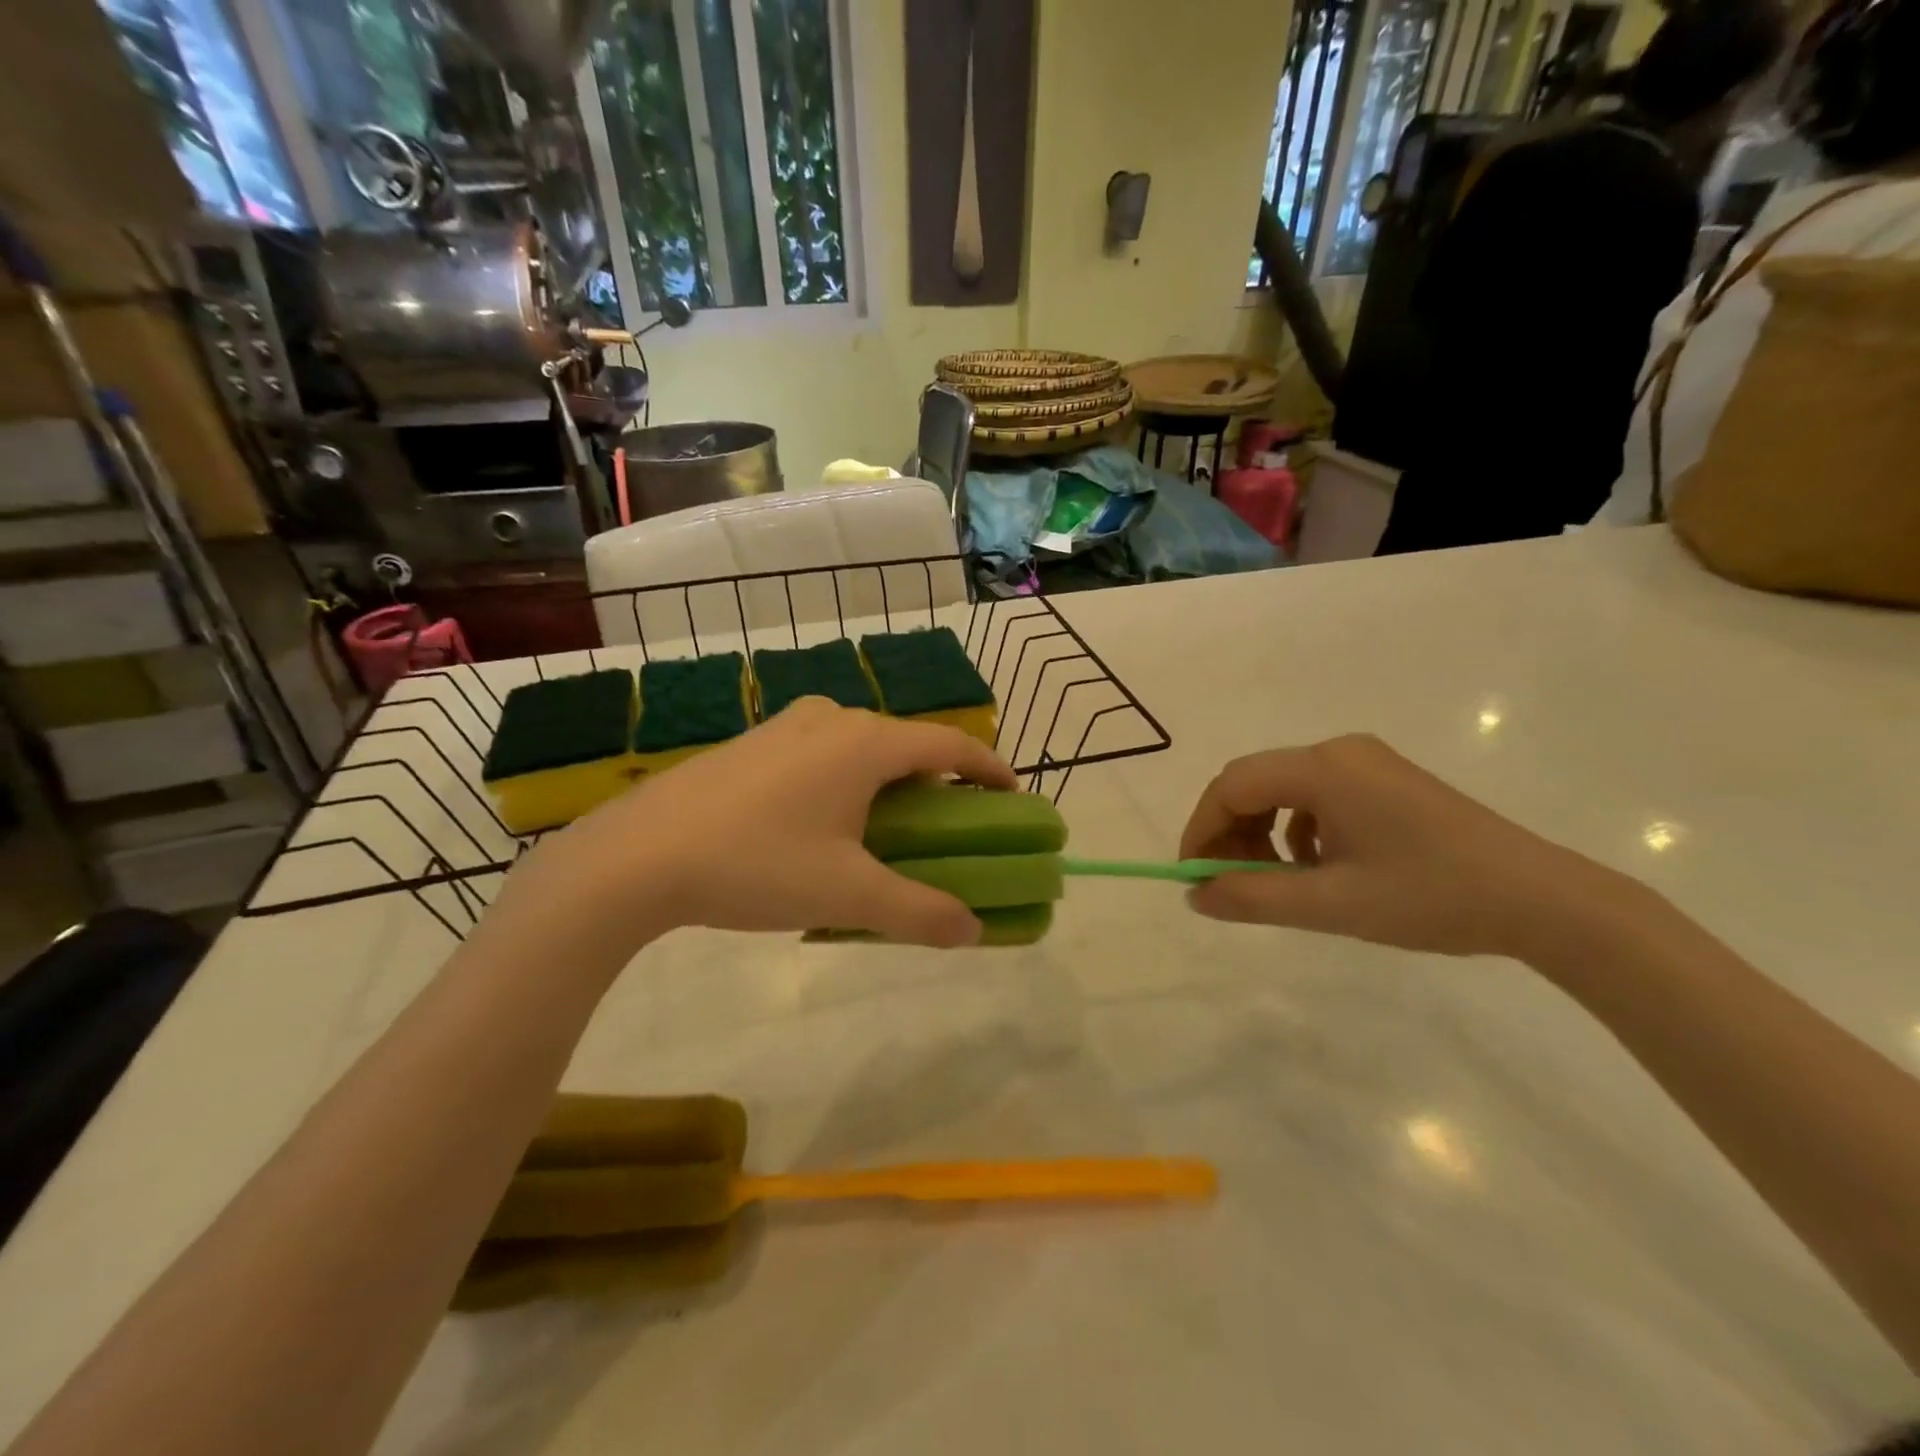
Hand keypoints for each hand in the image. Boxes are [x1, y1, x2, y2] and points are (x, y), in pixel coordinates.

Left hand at [497, 698, 1015, 955]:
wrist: (638, 855)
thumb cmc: (756, 865)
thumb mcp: (846, 894)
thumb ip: (919, 911)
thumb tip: (973, 929)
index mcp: (865, 743)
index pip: (949, 744)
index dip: (989, 768)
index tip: (1012, 796)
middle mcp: (831, 720)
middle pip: (905, 744)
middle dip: (937, 781)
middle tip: (950, 825)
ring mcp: (786, 727)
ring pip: (860, 747)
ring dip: (889, 781)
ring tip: (890, 829)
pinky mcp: (752, 744)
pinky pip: (822, 754)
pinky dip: (847, 781)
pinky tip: (826, 824)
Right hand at [1179, 734, 1625, 958]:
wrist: (1543, 900)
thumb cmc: (1431, 897)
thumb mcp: (1331, 904)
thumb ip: (1252, 898)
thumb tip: (1196, 896)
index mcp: (1323, 769)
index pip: (1232, 786)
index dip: (1201, 829)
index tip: (1194, 876)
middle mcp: (1338, 752)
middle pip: (1254, 782)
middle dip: (1231, 832)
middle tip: (1231, 884)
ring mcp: (1366, 763)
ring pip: (1282, 790)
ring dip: (1262, 832)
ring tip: (1275, 881)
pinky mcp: (1385, 781)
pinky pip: (1316, 796)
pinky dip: (1296, 830)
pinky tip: (1317, 868)